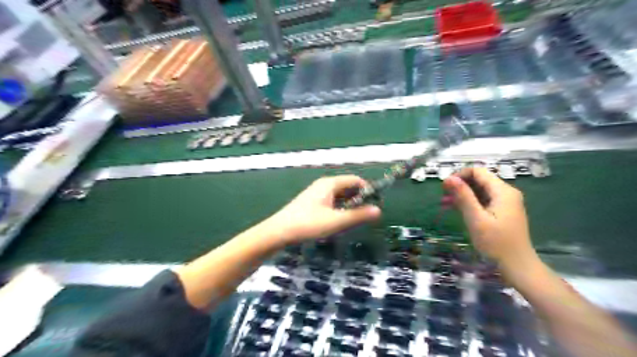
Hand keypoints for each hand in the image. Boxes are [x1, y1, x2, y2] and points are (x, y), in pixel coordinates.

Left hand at [264, 175, 382, 243]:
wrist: (279, 231)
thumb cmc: (308, 224)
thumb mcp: (336, 221)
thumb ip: (358, 215)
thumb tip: (378, 210)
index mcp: (330, 184)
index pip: (355, 180)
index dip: (368, 190)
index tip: (376, 204)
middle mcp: (324, 185)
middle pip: (348, 187)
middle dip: (359, 198)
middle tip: (366, 215)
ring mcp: (317, 193)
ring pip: (340, 195)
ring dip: (349, 205)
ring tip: (355, 220)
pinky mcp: (312, 202)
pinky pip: (332, 201)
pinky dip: (340, 208)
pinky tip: (340, 220)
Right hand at [445, 168, 536, 268]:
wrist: (518, 267)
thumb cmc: (496, 243)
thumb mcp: (476, 219)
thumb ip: (463, 197)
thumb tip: (449, 178)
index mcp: (502, 191)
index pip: (478, 171)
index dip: (459, 175)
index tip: (444, 187)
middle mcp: (505, 193)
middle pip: (479, 180)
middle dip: (459, 186)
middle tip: (443, 197)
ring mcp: (505, 202)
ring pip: (479, 190)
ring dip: (462, 195)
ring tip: (445, 203)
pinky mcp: (502, 212)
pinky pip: (483, 200)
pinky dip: (469, 203)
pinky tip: (457, 209)